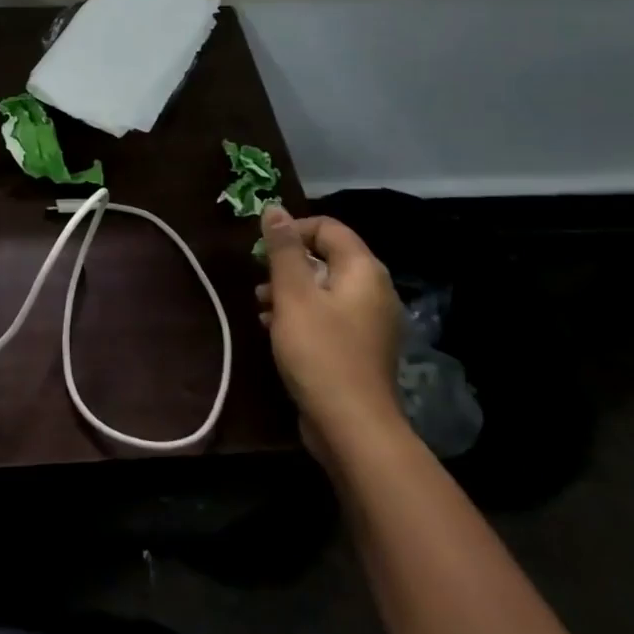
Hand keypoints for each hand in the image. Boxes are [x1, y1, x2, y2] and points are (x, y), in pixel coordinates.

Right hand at [256, 206, 408, 458]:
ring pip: (323, 289)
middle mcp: (374, 290)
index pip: (328, 228)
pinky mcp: (359, 348)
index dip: (292, 231)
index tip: (261, 251)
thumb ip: (283, 250)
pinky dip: (301, 315)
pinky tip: (275, 331)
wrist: (352, 426)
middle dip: (286, 265)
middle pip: (325, 258)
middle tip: (259, 283)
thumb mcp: (293, 295)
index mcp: (363, 271)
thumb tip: (274, 208)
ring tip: (261, 308)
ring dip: (289, 292)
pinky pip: (327, 316)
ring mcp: (370, 322)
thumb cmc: (320, 352)